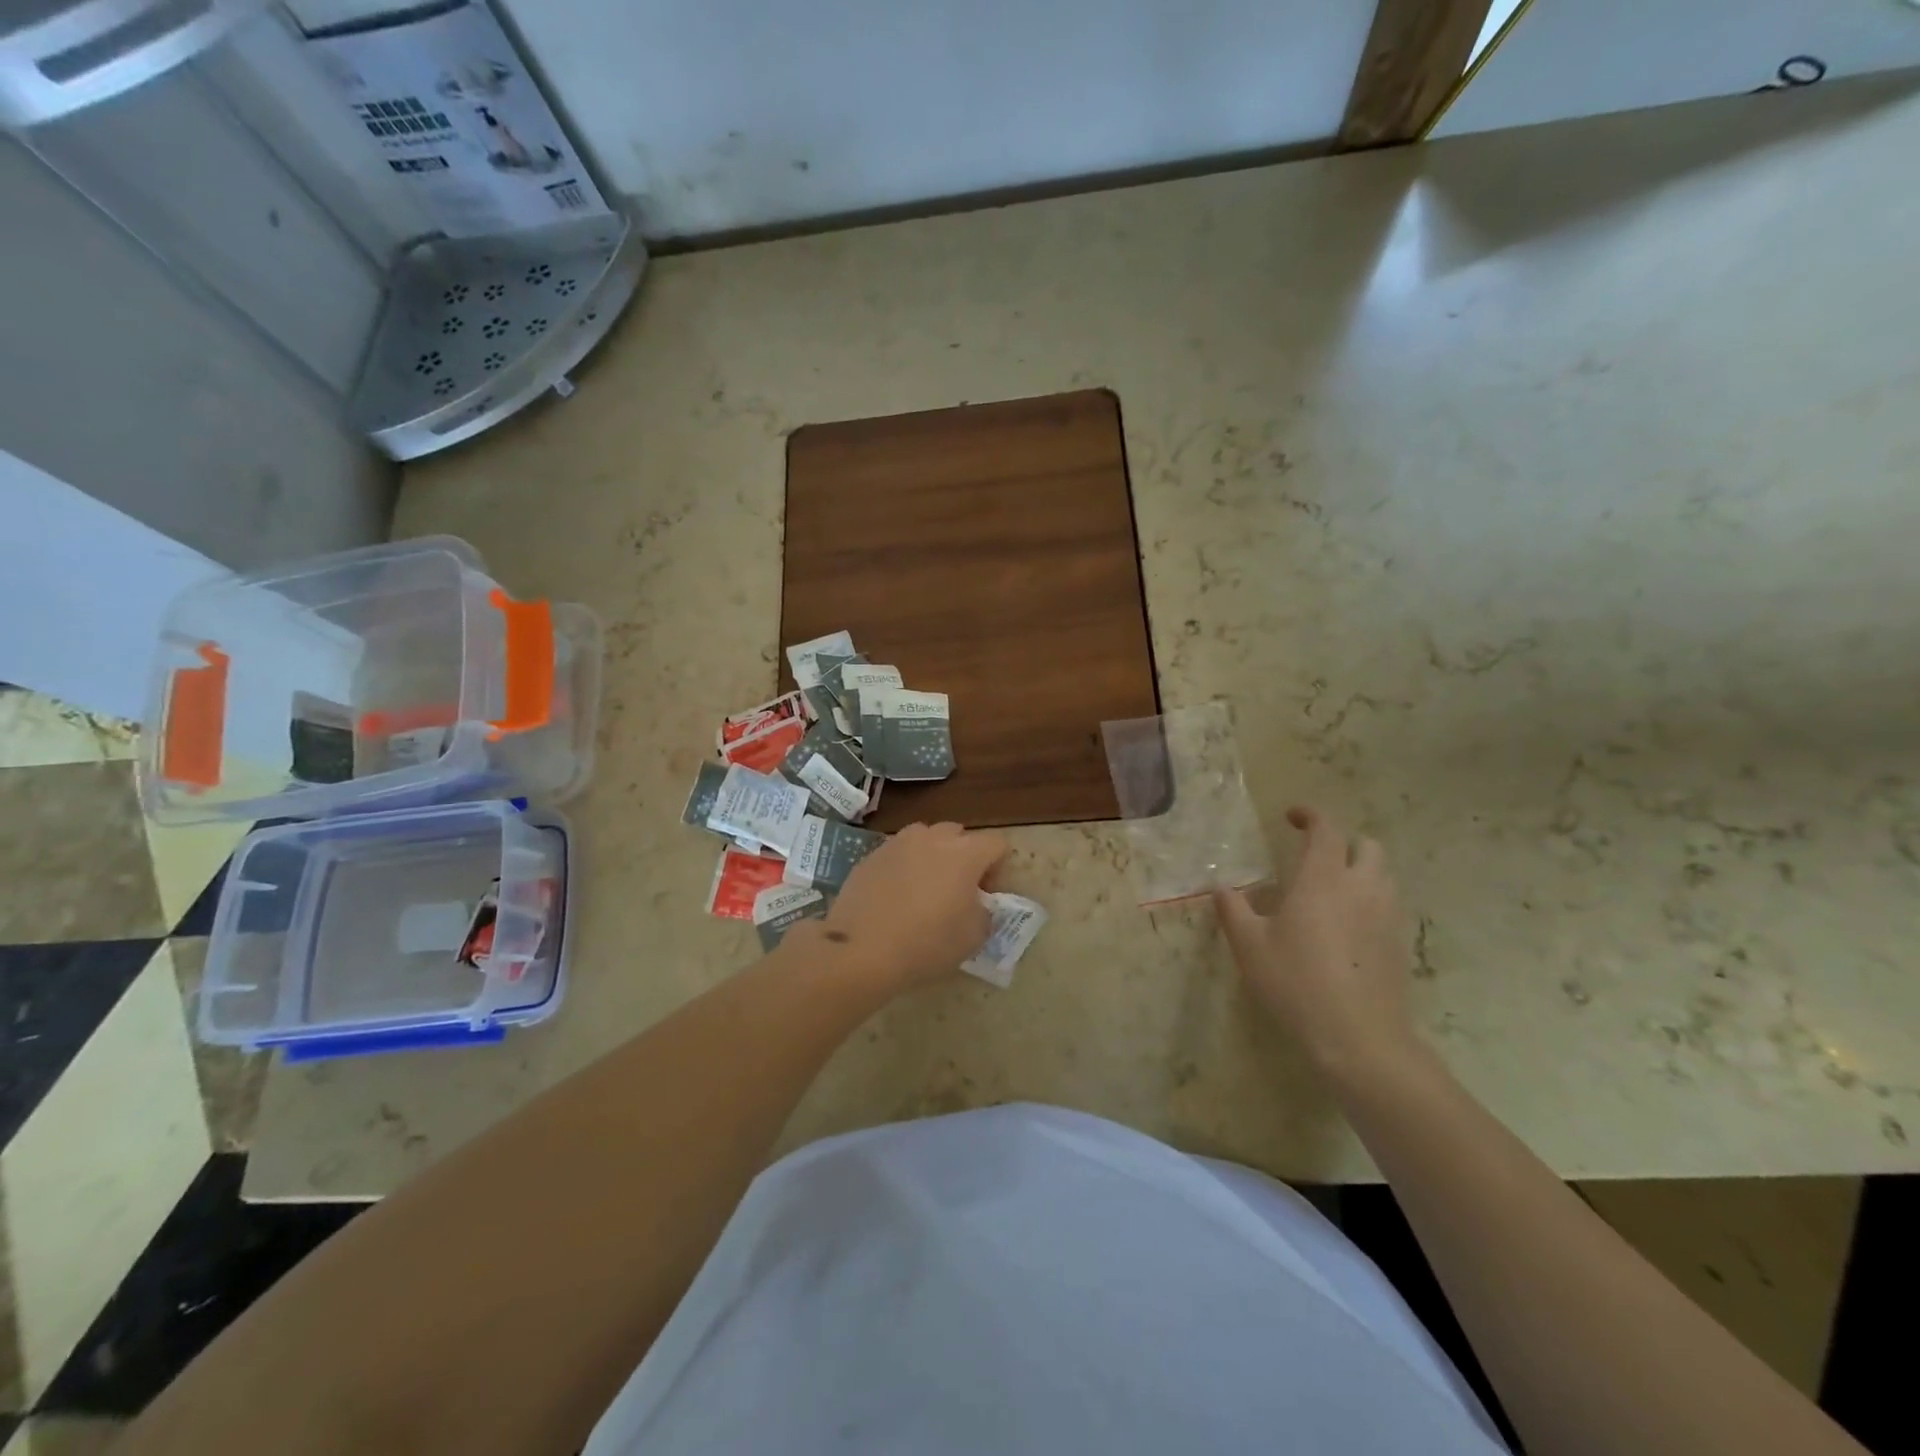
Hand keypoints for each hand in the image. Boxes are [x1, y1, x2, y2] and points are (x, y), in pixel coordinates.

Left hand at [816, 822, 1007, 990]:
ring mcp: (897, 843)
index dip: (998, 868)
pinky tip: (895, 897)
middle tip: (958, 890)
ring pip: (925, 839)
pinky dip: (904, 867)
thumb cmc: (926, 944)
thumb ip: (985, 914)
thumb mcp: (973, 938)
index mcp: (964, 854)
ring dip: (932, 856)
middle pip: (959, 835)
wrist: (860, 950)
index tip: (987, 896)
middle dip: (965, 857)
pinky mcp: (870, 856)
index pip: (996, 844)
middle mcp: (932, 838)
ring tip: (925, 889)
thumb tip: (978, 905)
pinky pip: (897, 854)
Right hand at [1214, 807, 1418, 1080]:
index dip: (1311, 816)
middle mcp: (1361, 888)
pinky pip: (1388, 905)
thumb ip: (1233, 909)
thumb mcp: (1249, 946)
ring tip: (1330, 888)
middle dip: (1343, 841)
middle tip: (1315, 855)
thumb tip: (1220, 886)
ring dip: (1359, 869)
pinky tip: (1346, 925)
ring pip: (1382, 875)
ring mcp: (1386, 916)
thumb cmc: (1296, 982)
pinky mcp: (1398, 944)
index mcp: (1323, 879)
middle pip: (1367, 846)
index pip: (1326, 830)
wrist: (1359, 1038)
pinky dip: (1369, 899)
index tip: (1292, 816)